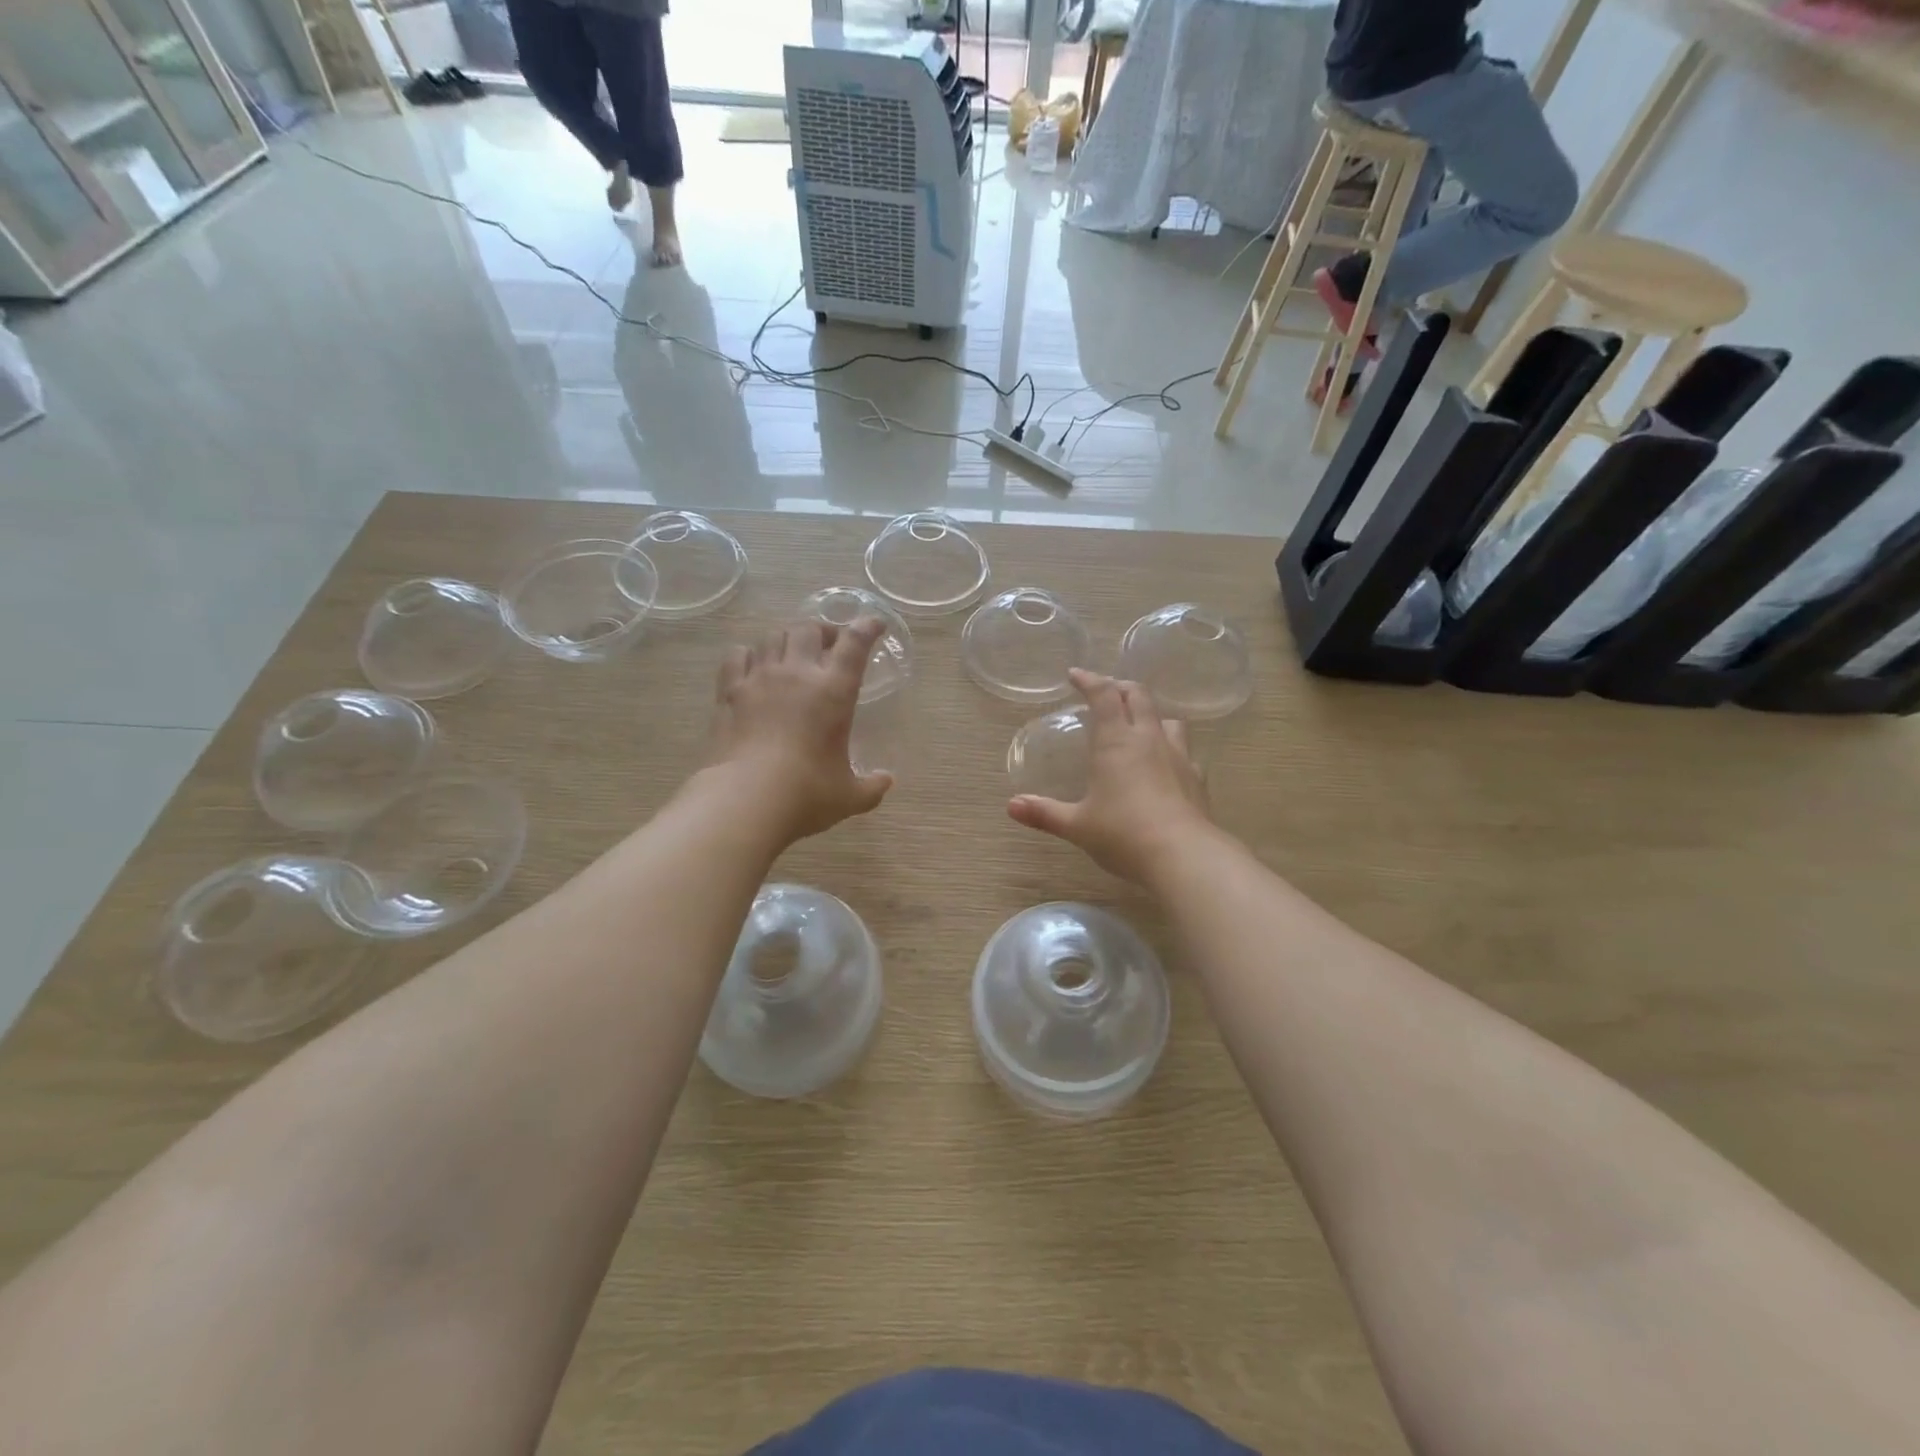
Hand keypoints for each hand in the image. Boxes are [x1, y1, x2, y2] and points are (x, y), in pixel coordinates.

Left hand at [706, 618, 893, 842]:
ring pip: (773, 636)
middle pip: (809, 629)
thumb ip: (871, 786)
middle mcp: (797, 674)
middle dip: (823, 631)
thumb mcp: (849, 796)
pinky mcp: (729, 692)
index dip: (867, 628)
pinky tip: (752, 666)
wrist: (744, 799)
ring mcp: (759, 679)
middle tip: (829, 645)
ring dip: (787, 639)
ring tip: (792, 654)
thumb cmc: (806, 794)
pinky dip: (748, 654)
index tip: (874, 624)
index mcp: (834, 691)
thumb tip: (886, 780)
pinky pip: (737, 655)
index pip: (855, 644)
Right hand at [1007, 668, 1212, 884]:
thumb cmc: (1123, 834)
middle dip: (1120, 687)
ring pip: (1169, 719)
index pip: (1104, 695)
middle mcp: (1149, 740)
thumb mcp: (1077, 825)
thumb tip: (1011, 806)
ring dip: (1152, 715)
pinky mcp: (1197, 779)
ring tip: (1140, 726)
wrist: (1183, 857)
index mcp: (1116, 742)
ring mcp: (1179, 757)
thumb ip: (1045, 813)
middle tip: (1106, 692)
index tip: (1075, 674)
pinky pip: (1186, 753)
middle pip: (1139, 696)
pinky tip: (1166, 767)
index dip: (1089, 679)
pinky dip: (1172, 750)